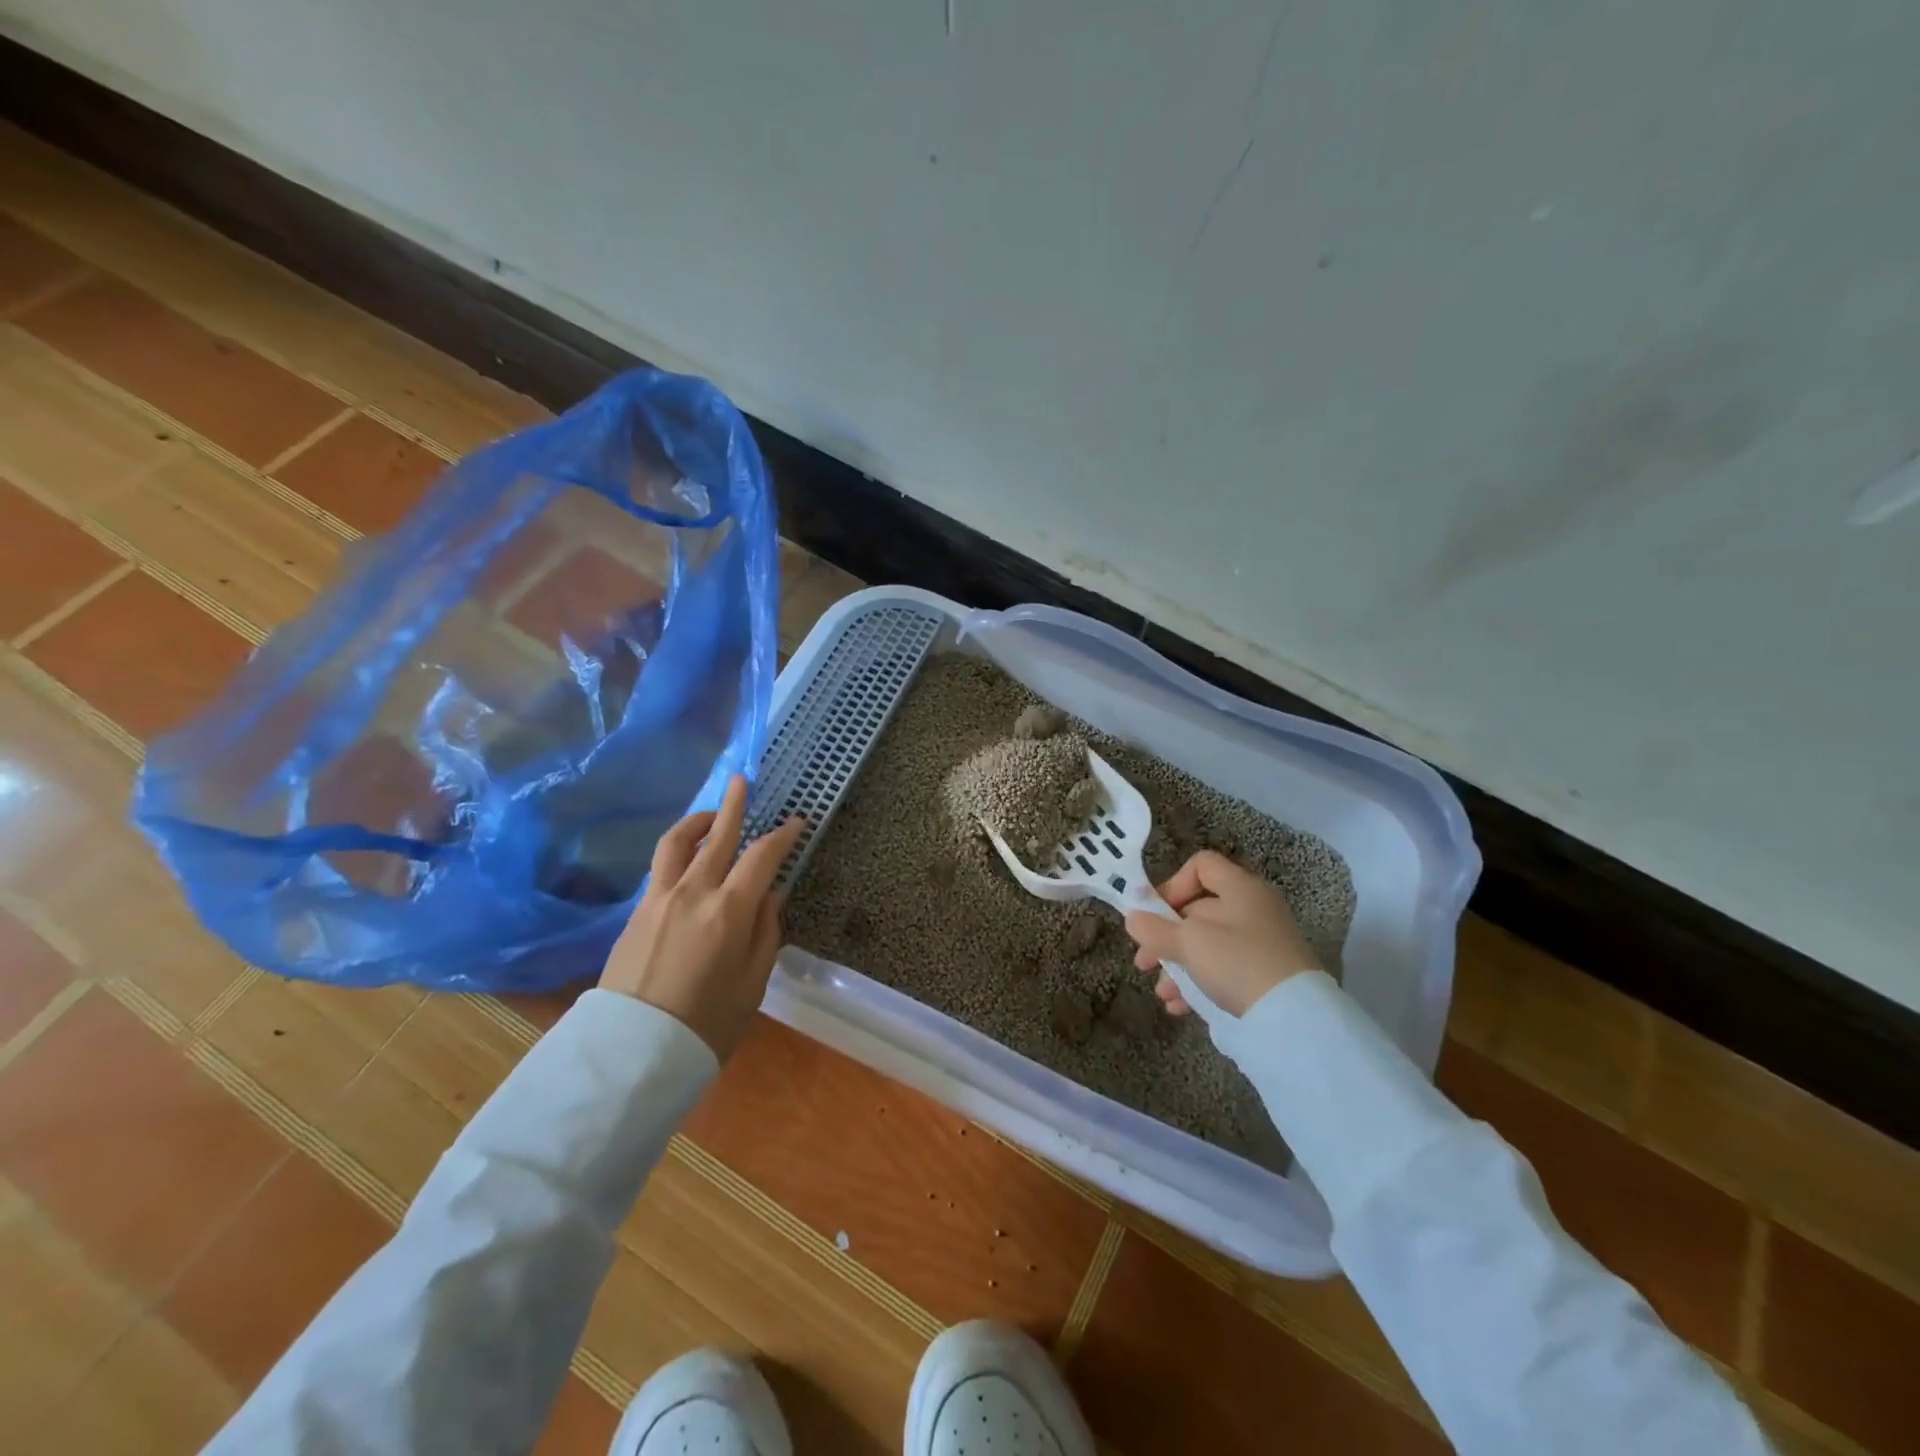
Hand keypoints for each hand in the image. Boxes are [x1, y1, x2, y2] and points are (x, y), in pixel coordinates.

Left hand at [599, 775, 805, 1058]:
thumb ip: (765, 932)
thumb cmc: (706, 1025)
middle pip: (718, 837)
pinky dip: (679, 851)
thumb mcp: (752, 984)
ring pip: (678, 844)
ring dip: (698, 822)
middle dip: (734, 806)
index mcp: (728, 912)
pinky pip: (660, 867)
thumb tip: (770, 895)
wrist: (631, 1054)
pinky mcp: (636, 912)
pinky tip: (688, 860)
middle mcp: (693, 893)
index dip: (782, 835)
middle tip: (743, 781)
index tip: (796, 821)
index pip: (762, 857)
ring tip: (711, 815)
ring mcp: (659, 899)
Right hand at [1123, 850, 1321, 1017]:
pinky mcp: (1265, 974)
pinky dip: (1199, 982)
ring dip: (1177, 966)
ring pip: (1207, 945)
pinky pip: (1223, 969)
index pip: (1201, 866)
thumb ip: (1155, 929)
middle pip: (1198, 911)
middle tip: (1144, 962)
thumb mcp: (1189, 943)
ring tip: (1163, 993)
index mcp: (1240, 888)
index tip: (1154, 914)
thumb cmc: (1237, 963)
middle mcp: (1252, 909)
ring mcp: (1261, 943)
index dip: (1173, 885)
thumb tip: (1133, 919)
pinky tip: (1180, 1006)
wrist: (1295, 1019)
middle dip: (1165, 938)